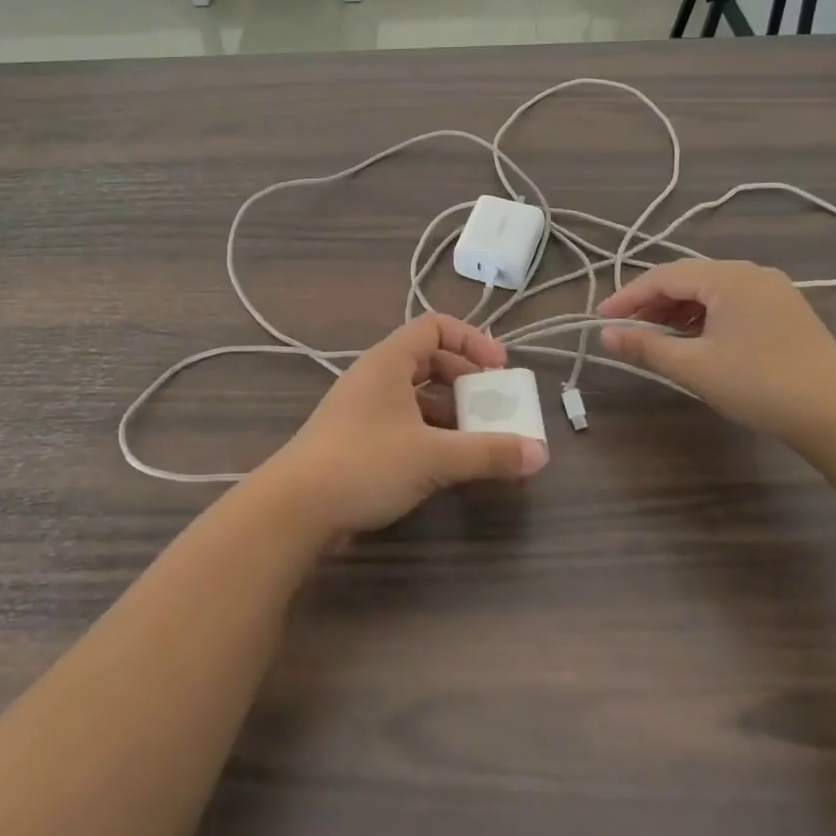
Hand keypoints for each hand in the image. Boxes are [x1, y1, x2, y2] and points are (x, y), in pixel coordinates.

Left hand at [257, 315, 548, 535]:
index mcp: (388, 361)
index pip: (434, 327)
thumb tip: (540, 453)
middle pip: (427, 360)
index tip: (500, 369)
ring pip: (415, 396)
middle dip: (464, 380)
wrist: (295, 508)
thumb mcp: (434, 456)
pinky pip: (402, 422)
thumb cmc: (365, 464)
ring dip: (449, 412)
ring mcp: (362, 409)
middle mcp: (374, 376)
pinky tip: (446, 463)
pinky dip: (429, 434)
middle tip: (492, 405)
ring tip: (477, 439)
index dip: (471, 340)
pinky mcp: (355, 439)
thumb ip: (488, 453)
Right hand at [598, 259, 835, 457]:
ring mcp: (771, 290)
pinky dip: (704, 316)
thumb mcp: (694, 367)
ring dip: (677, 310)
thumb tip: (604, 334)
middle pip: (686, 278)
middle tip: (625, 328)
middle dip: (651, 302)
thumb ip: (645, 346)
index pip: (662, 276)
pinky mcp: (785, 310)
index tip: (600, 318)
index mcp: (726, 276)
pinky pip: (730, 302)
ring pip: (708, 290)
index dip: (627, 297)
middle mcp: (749, 272)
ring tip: (655, 336)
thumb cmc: (760, 385)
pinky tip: (694, 340)